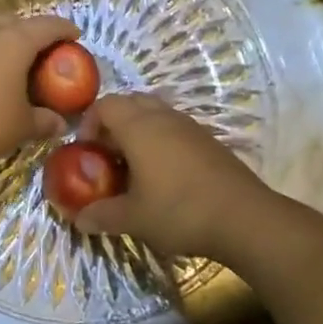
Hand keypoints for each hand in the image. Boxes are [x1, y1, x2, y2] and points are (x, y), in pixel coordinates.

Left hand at [0, 14, 78, 179]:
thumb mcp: (23, 126)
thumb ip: (46, 121)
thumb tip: (61, 124)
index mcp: (14, 41)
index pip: (47, 26)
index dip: (64, 29)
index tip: (76, 36)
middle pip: (16, 20)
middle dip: (32, 30)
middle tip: (44, 49)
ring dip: (5, 39)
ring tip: (15, 60)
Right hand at [69, 93, 268, 258]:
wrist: (244, 218)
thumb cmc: (179, 211)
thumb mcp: (133, 218)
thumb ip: (102, 215)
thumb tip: (78, 220)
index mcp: (139, 127)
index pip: (105, 105)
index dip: (89, 123)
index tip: (86, 151)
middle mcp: (164, 117)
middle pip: (130, 103)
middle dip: (113, 124)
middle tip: (107, 155)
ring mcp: (190, 127)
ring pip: (155, 114)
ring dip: (139, 131)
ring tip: (133, 165)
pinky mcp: (209, 141)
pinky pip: (175, 128)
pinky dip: (161, 141)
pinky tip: (163, 175)